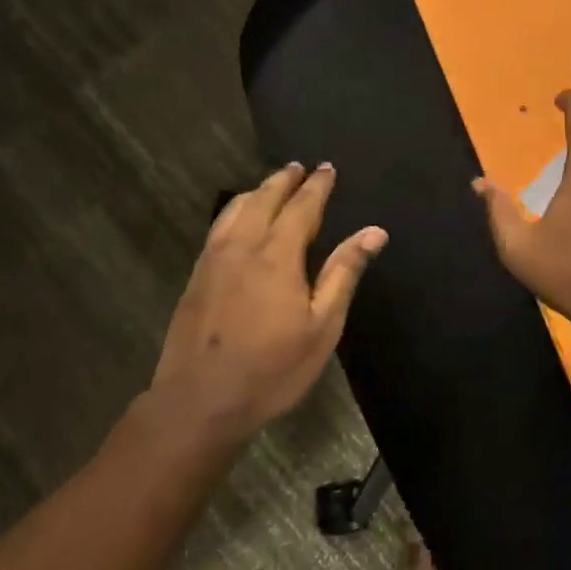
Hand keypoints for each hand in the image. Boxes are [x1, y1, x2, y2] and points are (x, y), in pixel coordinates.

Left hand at [147, 163, 386, 441]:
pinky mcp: (195, 277)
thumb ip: (344, 273)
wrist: (199, 403)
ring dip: (257, 191)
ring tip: (271, 184)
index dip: (317, 186)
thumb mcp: (322, 326)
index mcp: (277, 255)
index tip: (327, 168)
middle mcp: (242, 246)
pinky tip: (238, 220)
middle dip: (284, 180)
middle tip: (299, 166)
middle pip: (264, 199)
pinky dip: (234, 211)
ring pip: (235, 210)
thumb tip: (374, 232)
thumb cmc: (272, 369)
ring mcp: (213, 260)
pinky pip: (218, 227)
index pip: (301, 207)